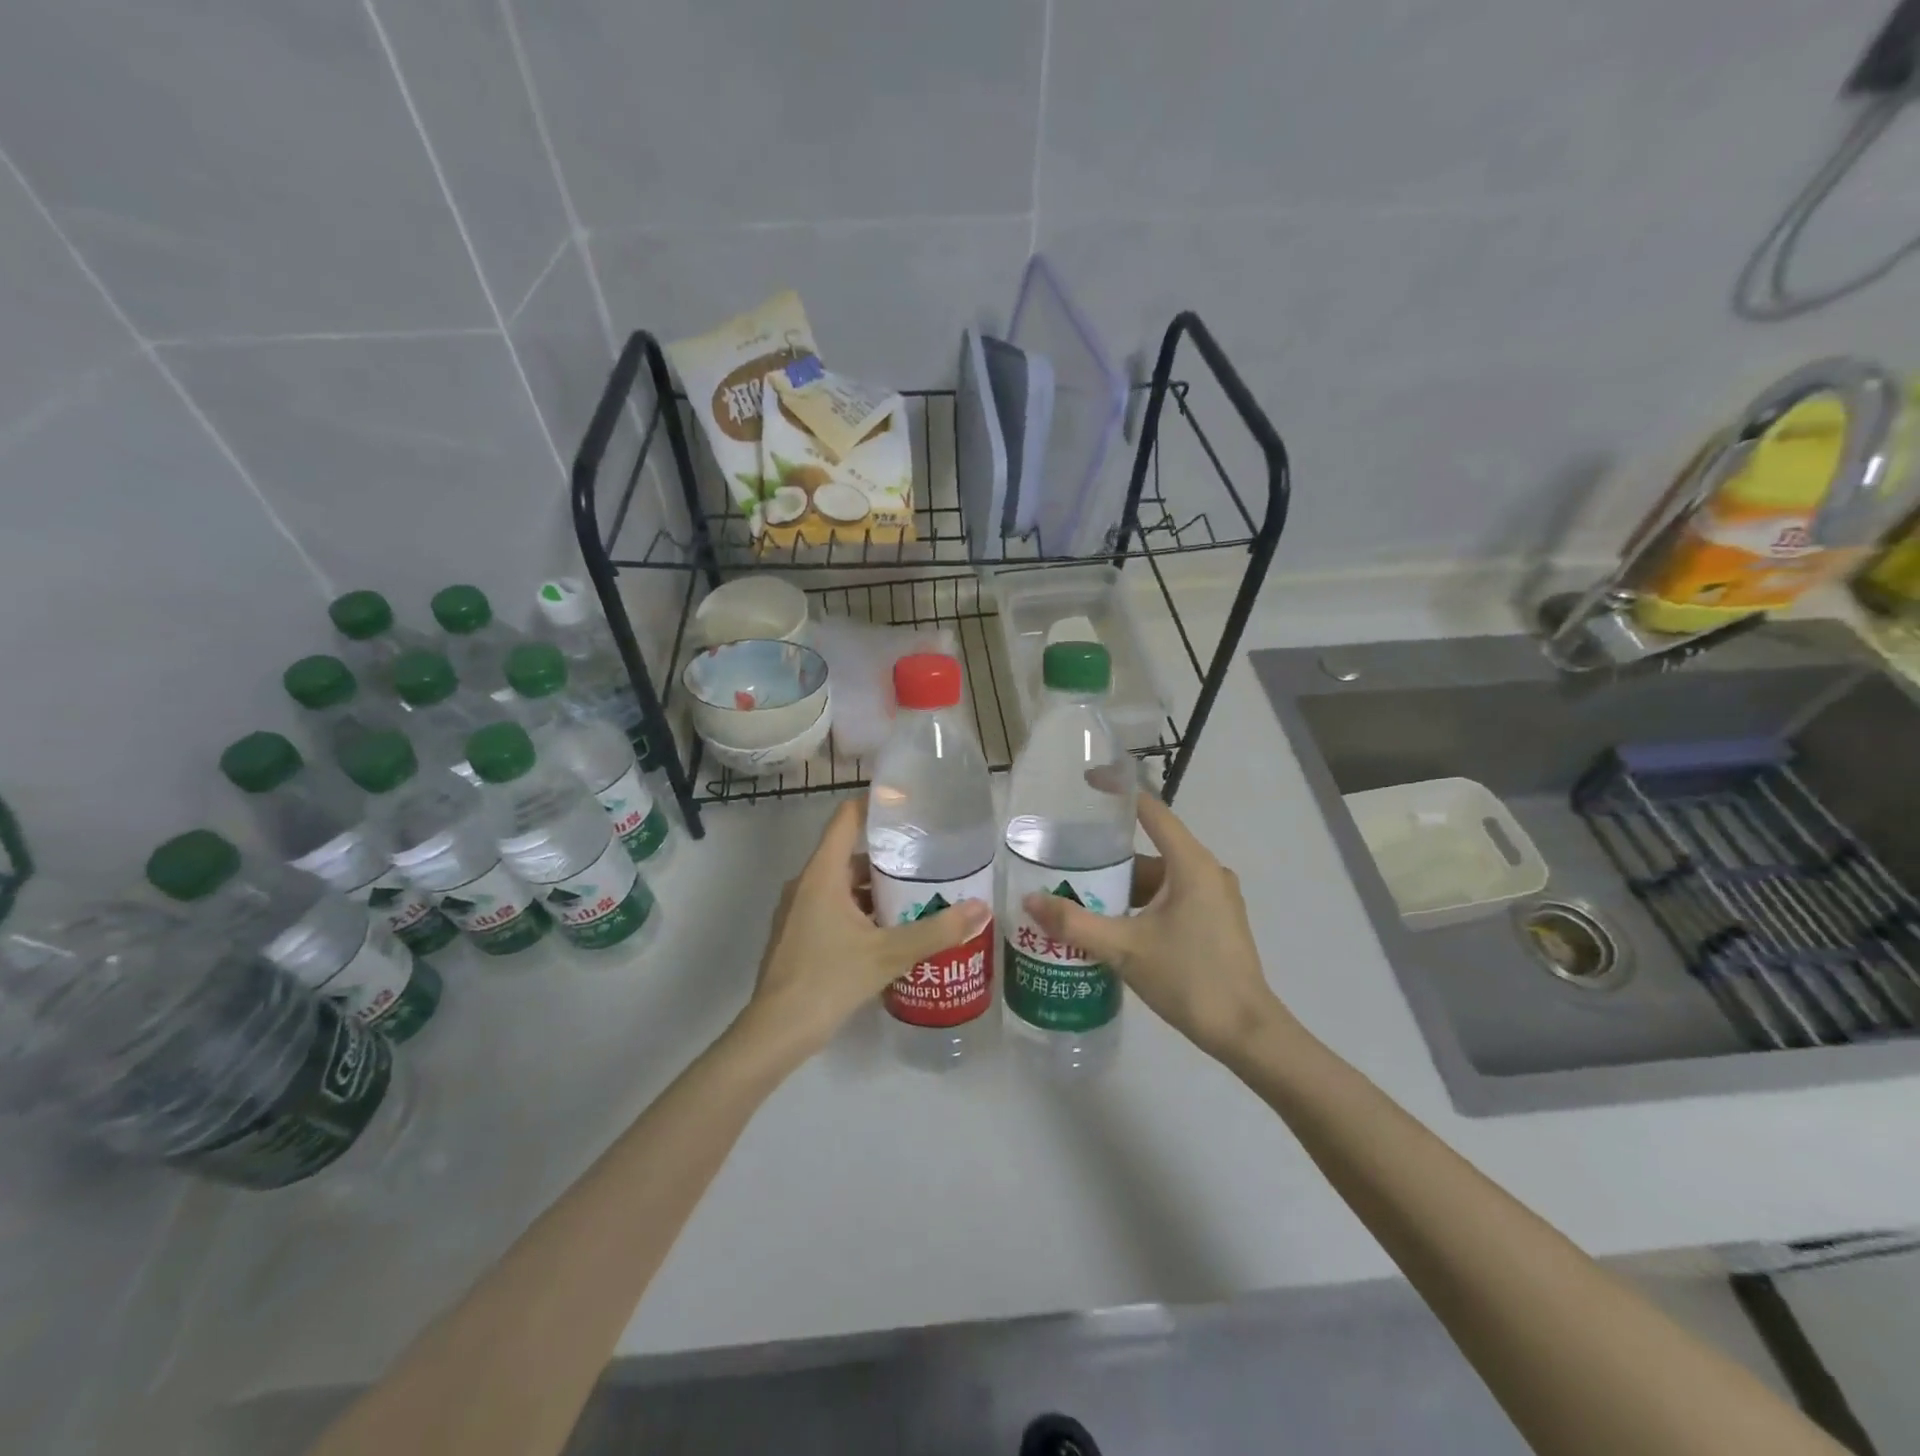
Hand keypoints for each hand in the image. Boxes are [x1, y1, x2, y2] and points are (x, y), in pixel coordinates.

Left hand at [739, 797, 989, 1062]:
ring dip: (877, 888)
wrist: (776, 1032)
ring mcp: (799, 910)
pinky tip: (891, 931)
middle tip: (930, 860)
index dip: (876, 804)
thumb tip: (980, 908)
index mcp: (822, 874)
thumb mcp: (888, 954)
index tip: (910, 803)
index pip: (847, 818)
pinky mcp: (799, 934)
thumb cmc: (828, 980)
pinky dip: (862, 910)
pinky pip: (835, 907)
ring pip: (844, 885)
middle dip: (889, 857)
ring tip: (919, 896)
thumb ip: (936, 931)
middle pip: (850, 854)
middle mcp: (807, 884)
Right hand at [1022, 793, 1286, 1059]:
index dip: (1117, 792)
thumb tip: (1030, 900)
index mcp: (1191, 863)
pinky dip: (1142, 904)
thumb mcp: (1125, 949)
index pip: (1151, 809)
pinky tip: (1112, 925)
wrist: (1246, 1033)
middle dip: (1108, 856)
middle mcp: (1207, 871)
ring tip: (1080, 896)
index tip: (1084, 784)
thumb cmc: (1189, 978)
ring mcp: (1215, 897)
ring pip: (1160, 878)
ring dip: (1123, 886)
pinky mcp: (1215, 921)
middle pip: (1150, 848)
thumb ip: (1075, 924)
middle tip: (1066, 861)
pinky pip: (1172, 898)